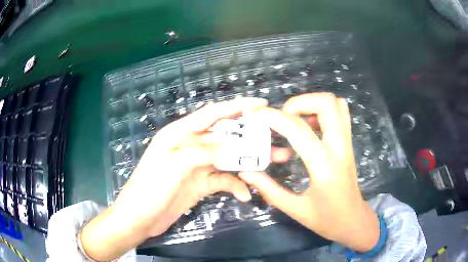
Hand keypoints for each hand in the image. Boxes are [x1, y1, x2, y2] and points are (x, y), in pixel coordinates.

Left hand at [80, 98, 266, 260]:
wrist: (140, 218)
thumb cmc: (150, 190)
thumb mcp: (172, 167)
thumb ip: (200, 152)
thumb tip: (229, 145)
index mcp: (179, 134)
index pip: (213, 113)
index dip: (238, 106)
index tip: (262, 104)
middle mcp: (190, 146)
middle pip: (225, 136)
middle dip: (250, 136)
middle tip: (273, 139)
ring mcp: (197, 166)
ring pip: (228, 157)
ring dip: (248, 161)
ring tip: (271, 163)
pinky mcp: (200, 183)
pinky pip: (223, 179)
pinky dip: (235, 185)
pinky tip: (246, 194)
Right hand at [239, 93, 379, 251]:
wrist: (354, 221)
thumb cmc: (327, 220)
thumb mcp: (295, 210)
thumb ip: (269, 190)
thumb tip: (247, 172)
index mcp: (324, 167)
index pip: (299, 130)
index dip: (274, 117)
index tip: (255, 115)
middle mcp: (339, 148)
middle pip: (327, 103)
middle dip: (299, 102)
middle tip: (282, 118)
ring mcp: (347, 143)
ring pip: (336, 104)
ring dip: (312, 104)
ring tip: (295, 120)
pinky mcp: (349, 143)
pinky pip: (341, 114)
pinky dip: (323, 110)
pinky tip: (310, 126)